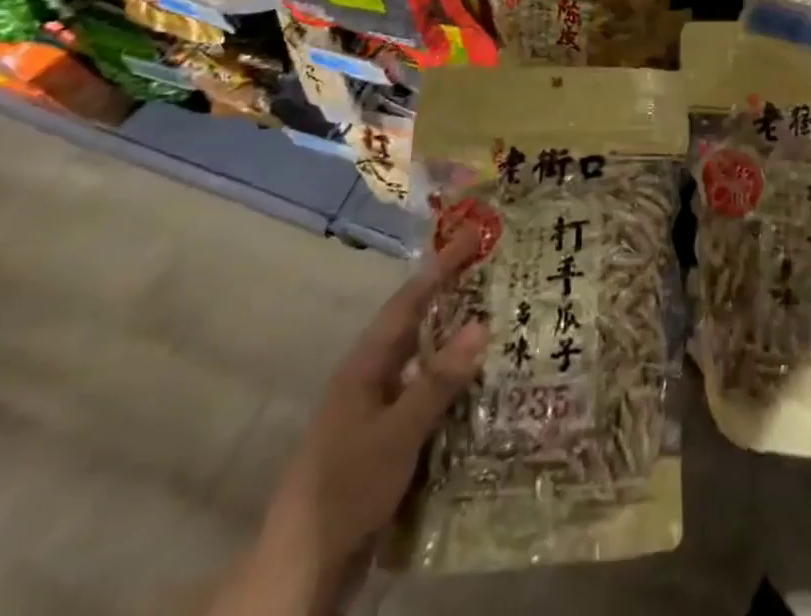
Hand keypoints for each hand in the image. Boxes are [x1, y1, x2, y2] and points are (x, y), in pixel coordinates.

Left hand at [259, 234, 488, 582]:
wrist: (303, 572)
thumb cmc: (345, 488)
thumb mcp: (397, 432)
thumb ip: (438, 380)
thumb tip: (482, 323)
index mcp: (366, 365)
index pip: (409, 301)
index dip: (440, 267)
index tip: (473, 237)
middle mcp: (373, 379)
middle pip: (420, 327)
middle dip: (456, 301)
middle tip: (501, 277)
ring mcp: (380, 413)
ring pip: (427, 365)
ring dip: (461, 346)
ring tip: (507, 327)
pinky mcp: (390, 444)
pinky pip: (430, 401)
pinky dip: (457, 389)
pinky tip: (489, 392)